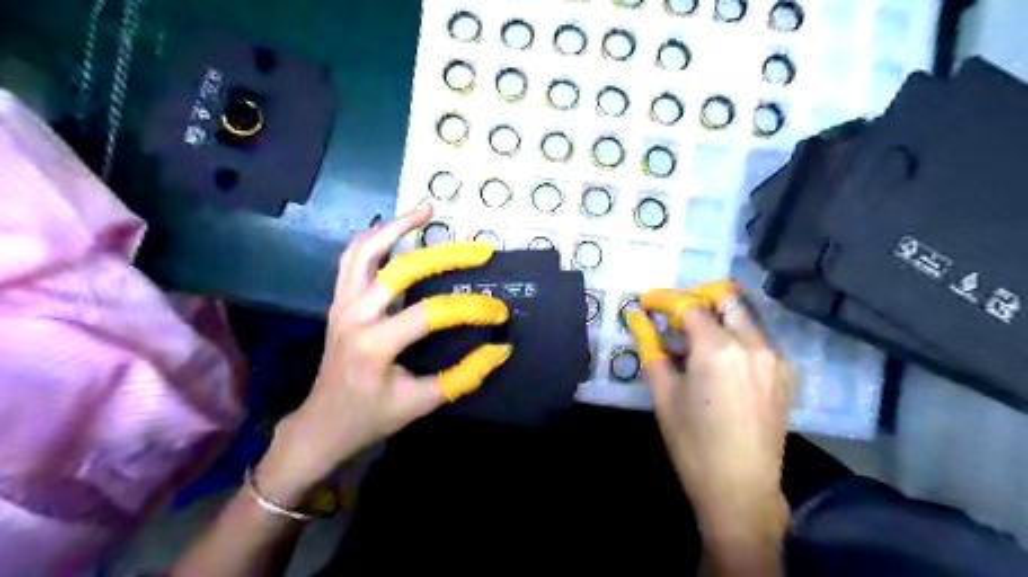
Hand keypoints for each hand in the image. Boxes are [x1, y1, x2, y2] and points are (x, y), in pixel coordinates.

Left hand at [260, 208, 512, 505]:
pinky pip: (352, 259)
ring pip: (364, 251)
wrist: (322, 423)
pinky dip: (373, 238)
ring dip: (396, 227)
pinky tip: (393, 228)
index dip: (470, 308)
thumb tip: (500, 349)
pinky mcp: (338, 301)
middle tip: (478, 250)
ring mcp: (341, 304)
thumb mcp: (421, 403)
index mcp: (374, 344)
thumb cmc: (371, 416)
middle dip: (444, 255)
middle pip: (400, 269)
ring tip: (426, 211)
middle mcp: (354, 315)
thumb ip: (463, 376)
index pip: (431, 313)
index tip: (498, 311)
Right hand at [626, 285, 793, 539]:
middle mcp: (753, 343)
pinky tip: (719, 359)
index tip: (646, 301)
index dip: (664, 298)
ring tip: (694, 337)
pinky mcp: (785, 373)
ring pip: (745, 316)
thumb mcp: (663, 393)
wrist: (741, 489)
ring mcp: (775, 358)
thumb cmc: (693, 443)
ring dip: (718, 315)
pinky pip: (758, 338)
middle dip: (698, 296)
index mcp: (718, 348)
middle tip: (675, 313)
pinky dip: (735, 334)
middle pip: (727, 298)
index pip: (689, 305)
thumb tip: (637, 318)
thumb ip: (650, 347)